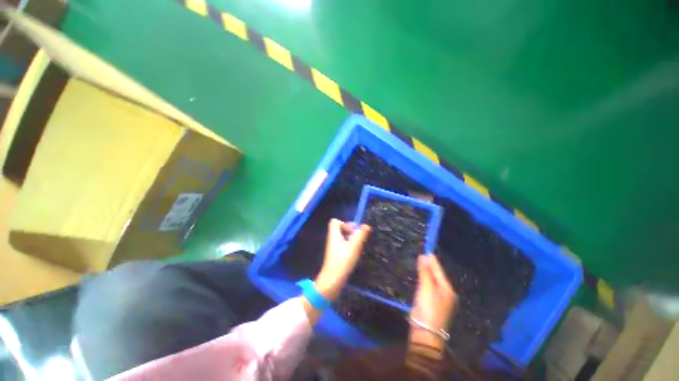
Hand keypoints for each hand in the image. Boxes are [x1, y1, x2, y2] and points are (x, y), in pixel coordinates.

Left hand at [314, 219, 369, 300]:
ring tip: (357, 247)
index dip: (345, 223)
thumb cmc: (343, 261)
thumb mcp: (354, 246)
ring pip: (342, 237)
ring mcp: (333, 247)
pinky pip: (342, 245)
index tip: (353, 231)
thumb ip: (361, 235)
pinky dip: (349, 247)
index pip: (335, 221)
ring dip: (351, 240)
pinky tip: (354, 254)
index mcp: (334, 234)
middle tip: (357, 239)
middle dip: (350, 231)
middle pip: (340, 229)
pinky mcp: (335, 255)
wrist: (332, 280)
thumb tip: (366, 225)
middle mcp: (332, 239)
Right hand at [409, 254, 456, 349]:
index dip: (432, 260)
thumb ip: (425, 272)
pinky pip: (427, 286)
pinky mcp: (430, 302)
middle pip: (436, 275)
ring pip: (431, 281)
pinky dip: (423, 279)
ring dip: (426, 272)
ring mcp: (438, 299)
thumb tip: (423, 256)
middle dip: (429, 265)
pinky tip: (419, 276)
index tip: (426, 250)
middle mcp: (445, 292)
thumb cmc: (428, 308)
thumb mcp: (426, 287)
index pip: (439, 270)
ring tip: (419, 262)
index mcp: (447, 289)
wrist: (425, 332)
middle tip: (421, 254)